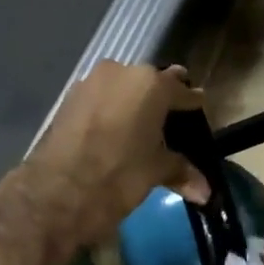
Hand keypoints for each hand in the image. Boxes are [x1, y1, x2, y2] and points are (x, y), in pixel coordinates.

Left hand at [26, 61, 208, 247]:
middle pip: (151, 84)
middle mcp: (121, 72)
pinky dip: (110, 113)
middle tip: (168, 128)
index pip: (183, 91)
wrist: (58, 191)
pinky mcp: (68, 98)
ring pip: (122, 89)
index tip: (198, 117)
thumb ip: (181, 171)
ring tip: (139, 133)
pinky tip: (113, 135)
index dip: (193, 107)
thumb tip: (205, 192)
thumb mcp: (155, 172)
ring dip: (132, 106)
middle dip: (161, 102)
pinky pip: (100, 100)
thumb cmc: (119, 175)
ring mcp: (90, 82)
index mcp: (151, 84)